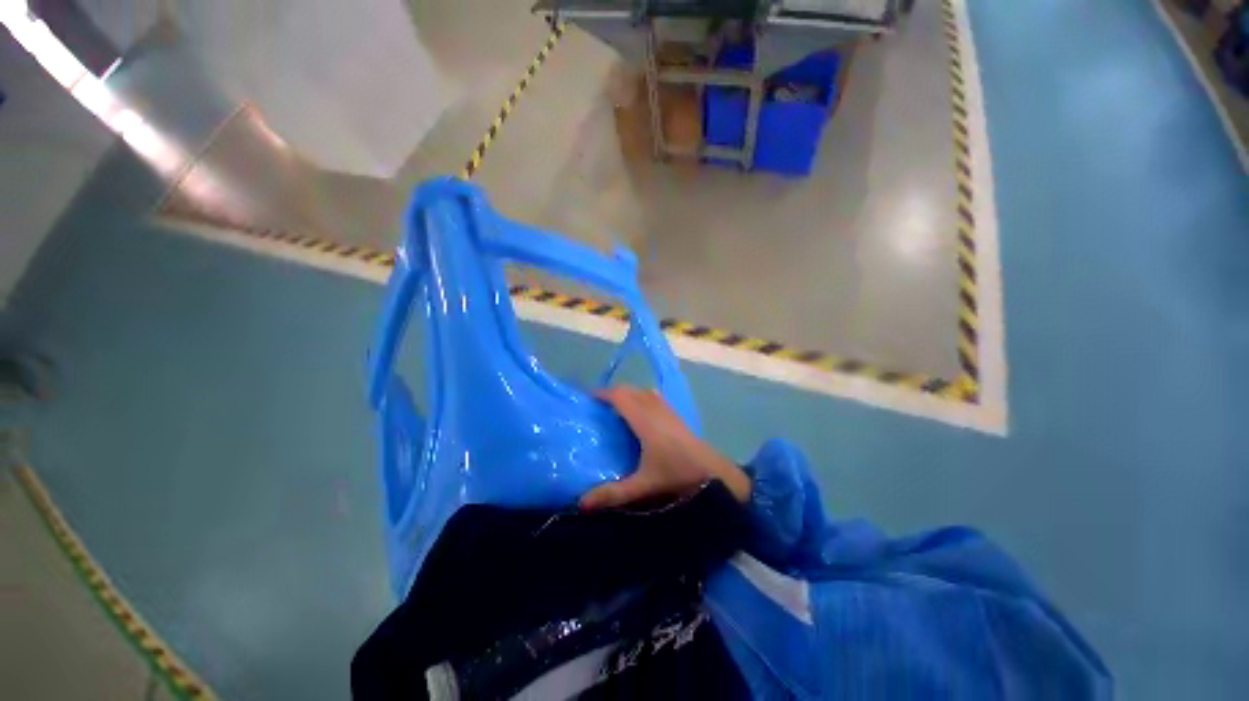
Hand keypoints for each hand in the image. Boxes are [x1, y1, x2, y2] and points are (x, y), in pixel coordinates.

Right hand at [580, 387, 750, 509]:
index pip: (621, 397)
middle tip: (598, 406)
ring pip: (644, 392)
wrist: (713, 473)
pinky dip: (642, 398)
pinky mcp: (677, 416)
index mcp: (645, 422)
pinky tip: (641, 413)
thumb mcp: (643, 486)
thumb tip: (581, 504)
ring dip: (629, 394)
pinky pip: (654, 398)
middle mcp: (656, 410)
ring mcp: (668, 411)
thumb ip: (613, 494)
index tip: (588, 399)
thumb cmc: (677, 476)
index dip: (604, 394)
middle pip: (631, 390)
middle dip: (614, 393)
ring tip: (616, 408)